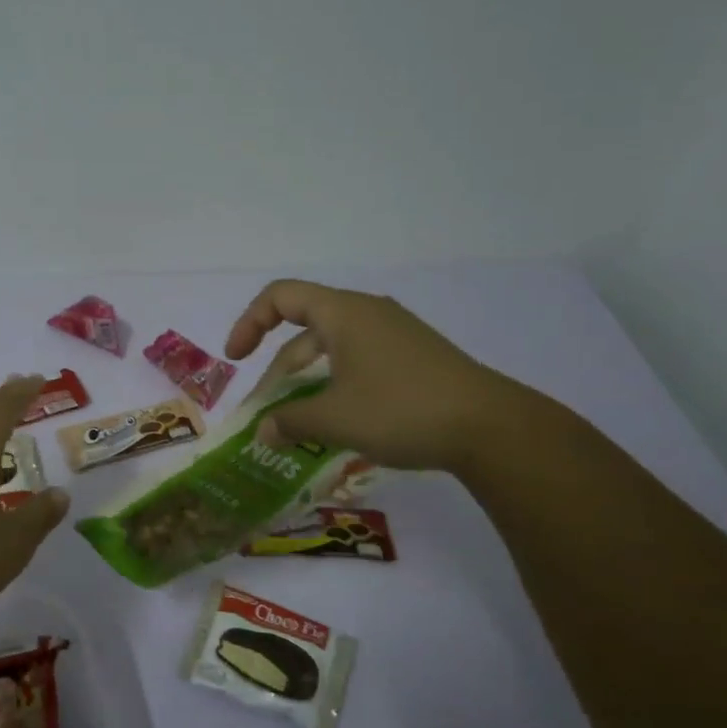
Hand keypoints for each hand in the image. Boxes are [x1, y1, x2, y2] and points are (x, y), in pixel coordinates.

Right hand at [224, 280, 517, 472]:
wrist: (490, 428)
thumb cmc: (401, 410)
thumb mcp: (335, 418)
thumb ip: (289, 421)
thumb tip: (263, 431)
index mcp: (343, 313)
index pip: (280, 296)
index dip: (249, 323)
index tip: (236, 360)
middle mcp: (367, 315)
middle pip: (304, 331)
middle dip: (278, 372)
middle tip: (266, 416)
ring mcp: (393, 336)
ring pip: (331, 352)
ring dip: (305, 385)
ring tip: (295, 426)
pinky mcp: (412, 359)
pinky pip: (357, 364)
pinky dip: (334, 388)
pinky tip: (334, 424)